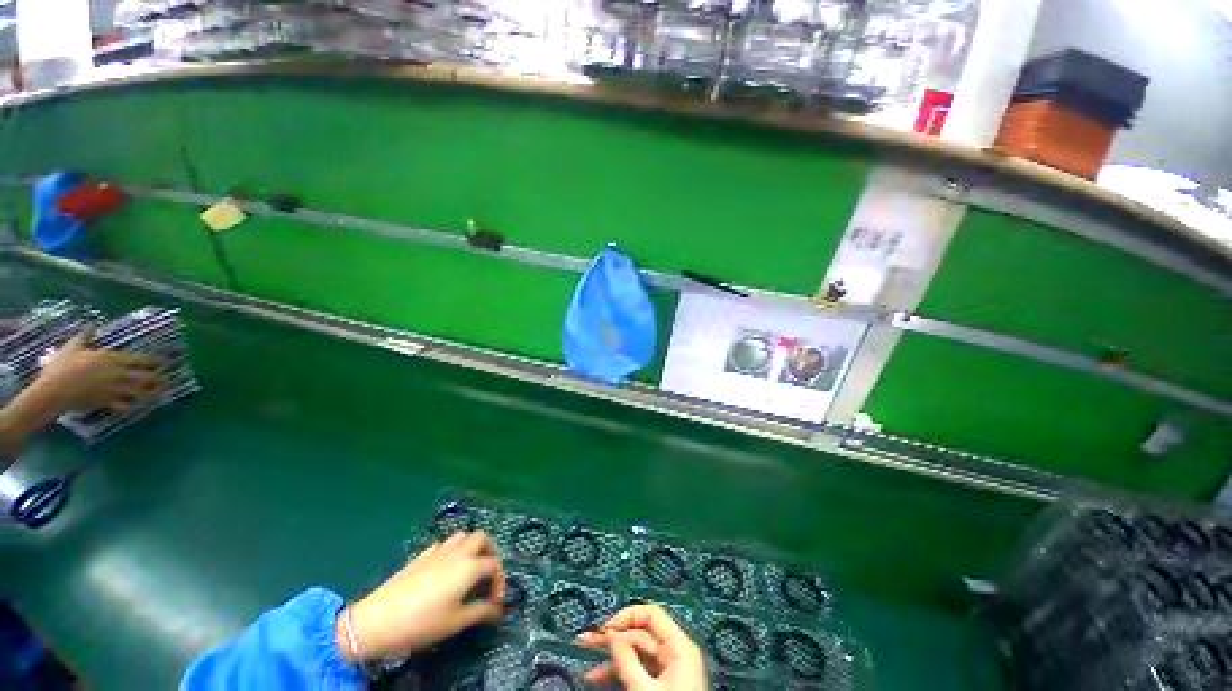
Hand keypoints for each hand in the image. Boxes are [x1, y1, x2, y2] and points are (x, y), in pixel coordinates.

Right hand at [33, 329, 162, 413]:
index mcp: (112, 358)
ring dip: (151, 394)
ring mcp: (114, 389)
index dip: (154, 361)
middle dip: (159, 379)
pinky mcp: (107, 402)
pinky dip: (132, 407)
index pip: (140, 359)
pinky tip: (137, 407)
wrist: (53, 390)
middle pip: (146, 377)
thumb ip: (86, 336)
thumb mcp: (74, 346)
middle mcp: (118, 373)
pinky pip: (124, 406)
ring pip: (140, 392)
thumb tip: (92, 324)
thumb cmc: (62, 366)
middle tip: (169, 382)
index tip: (164, 362)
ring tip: (161, 395)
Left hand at [340, 531, 505, 661]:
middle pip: (483, 539)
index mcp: (470, 566)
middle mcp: (458, 552)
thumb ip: (482, 612)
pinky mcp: (422, 555)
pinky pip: (444, 544)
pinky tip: (446, 569)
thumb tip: (498, 610)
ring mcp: (439, 551)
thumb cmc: (422, 623)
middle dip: (490, 553)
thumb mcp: (456, 622)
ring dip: (472, 547)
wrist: (379, 620)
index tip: (496, 602)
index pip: (495, 565)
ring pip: (463, 536)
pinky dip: (452, 550)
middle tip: (488, 574)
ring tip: (470, 567)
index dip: (500, 582)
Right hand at [577, 604, 707, 689]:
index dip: (626, 616)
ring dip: (611, 657)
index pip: (651, 614)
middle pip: (641, 634)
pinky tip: (599, 677)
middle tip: (586, 639)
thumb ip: (627, 659)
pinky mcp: (663, 685)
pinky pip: (639, 670)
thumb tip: (611, 633)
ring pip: (637, 653)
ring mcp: (670, 670)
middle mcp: (676, 653)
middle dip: (613, 637)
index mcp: (679, 646)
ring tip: (587, 660)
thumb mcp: (644, 689)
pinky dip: (620, 671)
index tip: (605, 629)